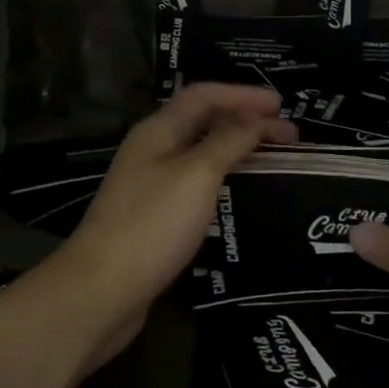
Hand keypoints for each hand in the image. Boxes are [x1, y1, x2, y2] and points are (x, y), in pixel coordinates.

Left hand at [52, 83, 294, 364]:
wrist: (100, 292)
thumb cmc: (152, 225)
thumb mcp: (197, 175)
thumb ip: (228, 141)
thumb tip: (254, 118)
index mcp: (158, 130)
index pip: (204, 95)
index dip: (243, 95)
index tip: (281, 105)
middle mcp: (152, 150)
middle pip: (202, 121)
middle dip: (244, 120)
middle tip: (288, 134)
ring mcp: (149, 184)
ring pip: (199, 152)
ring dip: (235, 147)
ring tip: (271, 156)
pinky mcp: (153, 216)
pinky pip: (194, 181)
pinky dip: (221, 176)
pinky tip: (238, 191)